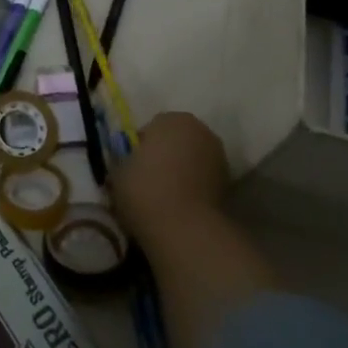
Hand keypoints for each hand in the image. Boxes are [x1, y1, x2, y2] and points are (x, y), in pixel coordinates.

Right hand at [110, 111, 228, 242]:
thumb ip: (125, 161)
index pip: (152, 127)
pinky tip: (181, 204)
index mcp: (172, 119)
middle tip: (148, 178)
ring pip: (192, 158)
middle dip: (165, 154)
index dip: (140, 146)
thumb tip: (130, 165)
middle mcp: (199, 130)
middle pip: (176, 139)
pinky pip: (204, 178)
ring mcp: (218, 155)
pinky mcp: (229, 182)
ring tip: (165, 194)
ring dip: (182, 169)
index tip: (132, 166)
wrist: (183, 228)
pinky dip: (195, 186)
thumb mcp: (118, 172)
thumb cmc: (144, 190)